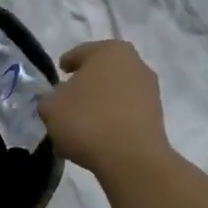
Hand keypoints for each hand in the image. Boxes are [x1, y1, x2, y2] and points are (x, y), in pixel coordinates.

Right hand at [39, 40, 170, 178]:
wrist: (131, 157)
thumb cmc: (87, 120)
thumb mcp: (51, 107)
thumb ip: (50, 99)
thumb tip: (57, 101)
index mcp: (109, 50)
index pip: (81, 53)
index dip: (67, 64)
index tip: (60, 74)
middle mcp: (135, 63)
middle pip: (103, 70)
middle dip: (87, 82)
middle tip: (70, 97)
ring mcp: (150, 89)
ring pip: (117, 91)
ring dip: (102, 101)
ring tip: (84, 120)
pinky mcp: (157, 115)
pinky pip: (127, 111)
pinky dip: (114, 118)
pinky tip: (100, 133)